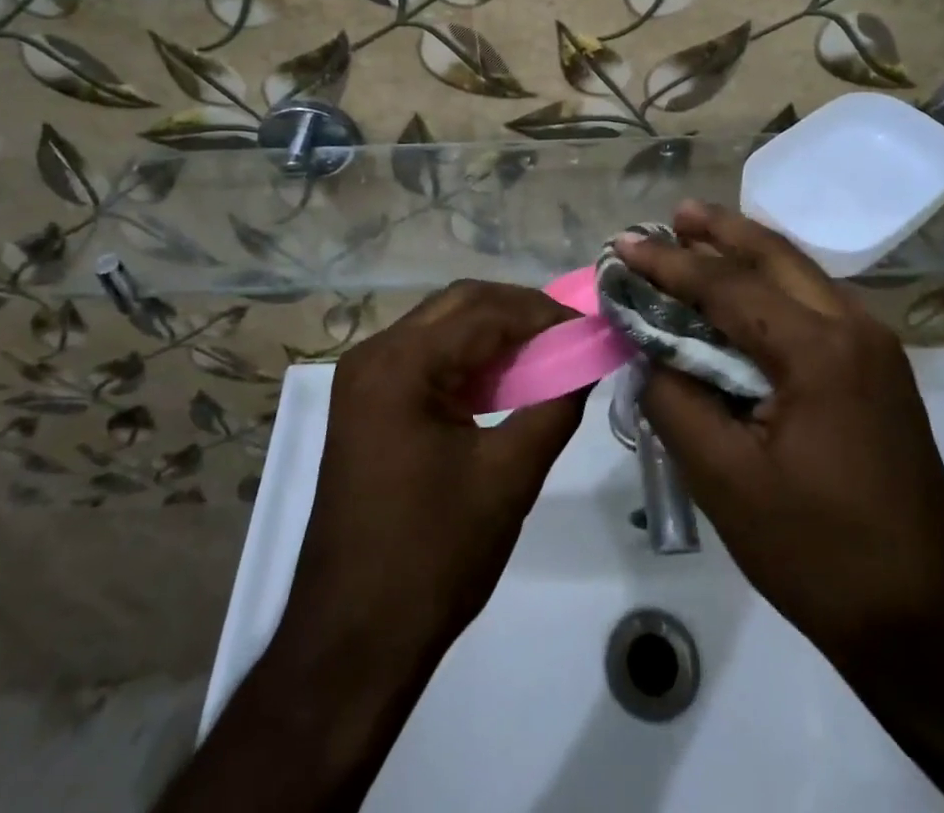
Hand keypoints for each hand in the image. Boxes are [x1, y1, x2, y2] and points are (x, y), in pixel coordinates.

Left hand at [284, 281, 582, 653]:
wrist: (352, 640)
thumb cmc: (433, 557)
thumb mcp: (508, 477)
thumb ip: (555, 407)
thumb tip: (587, 362)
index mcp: (400, 364)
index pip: (485, 311)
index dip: (544, 313)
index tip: (591, 328)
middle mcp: (374, 354)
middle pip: (460, 304)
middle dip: (520, 311)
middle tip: (571, 335)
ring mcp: (364, 378)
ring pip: (443, 325)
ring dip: (495, 331)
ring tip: (549, 352)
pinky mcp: (367, 403)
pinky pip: (427, 356)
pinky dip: (470, 358)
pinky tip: (506, 379)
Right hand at [617, 203, 943, 663]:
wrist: (925, 617)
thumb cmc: (817, 552)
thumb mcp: (724, 480)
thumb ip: (675, 401)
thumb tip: (647, 352)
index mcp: (818, 351)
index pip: (727, 286)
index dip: (669, 263)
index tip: (624, 244)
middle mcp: (855, 328)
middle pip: (776, 256)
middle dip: (719, 230)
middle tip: (673, 214)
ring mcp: (876, 346)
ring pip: (801, 273)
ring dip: (748, 251)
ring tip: (700, 234)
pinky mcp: (881, 368)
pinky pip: (816, 302)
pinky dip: (773, 284)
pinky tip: (745, 291)